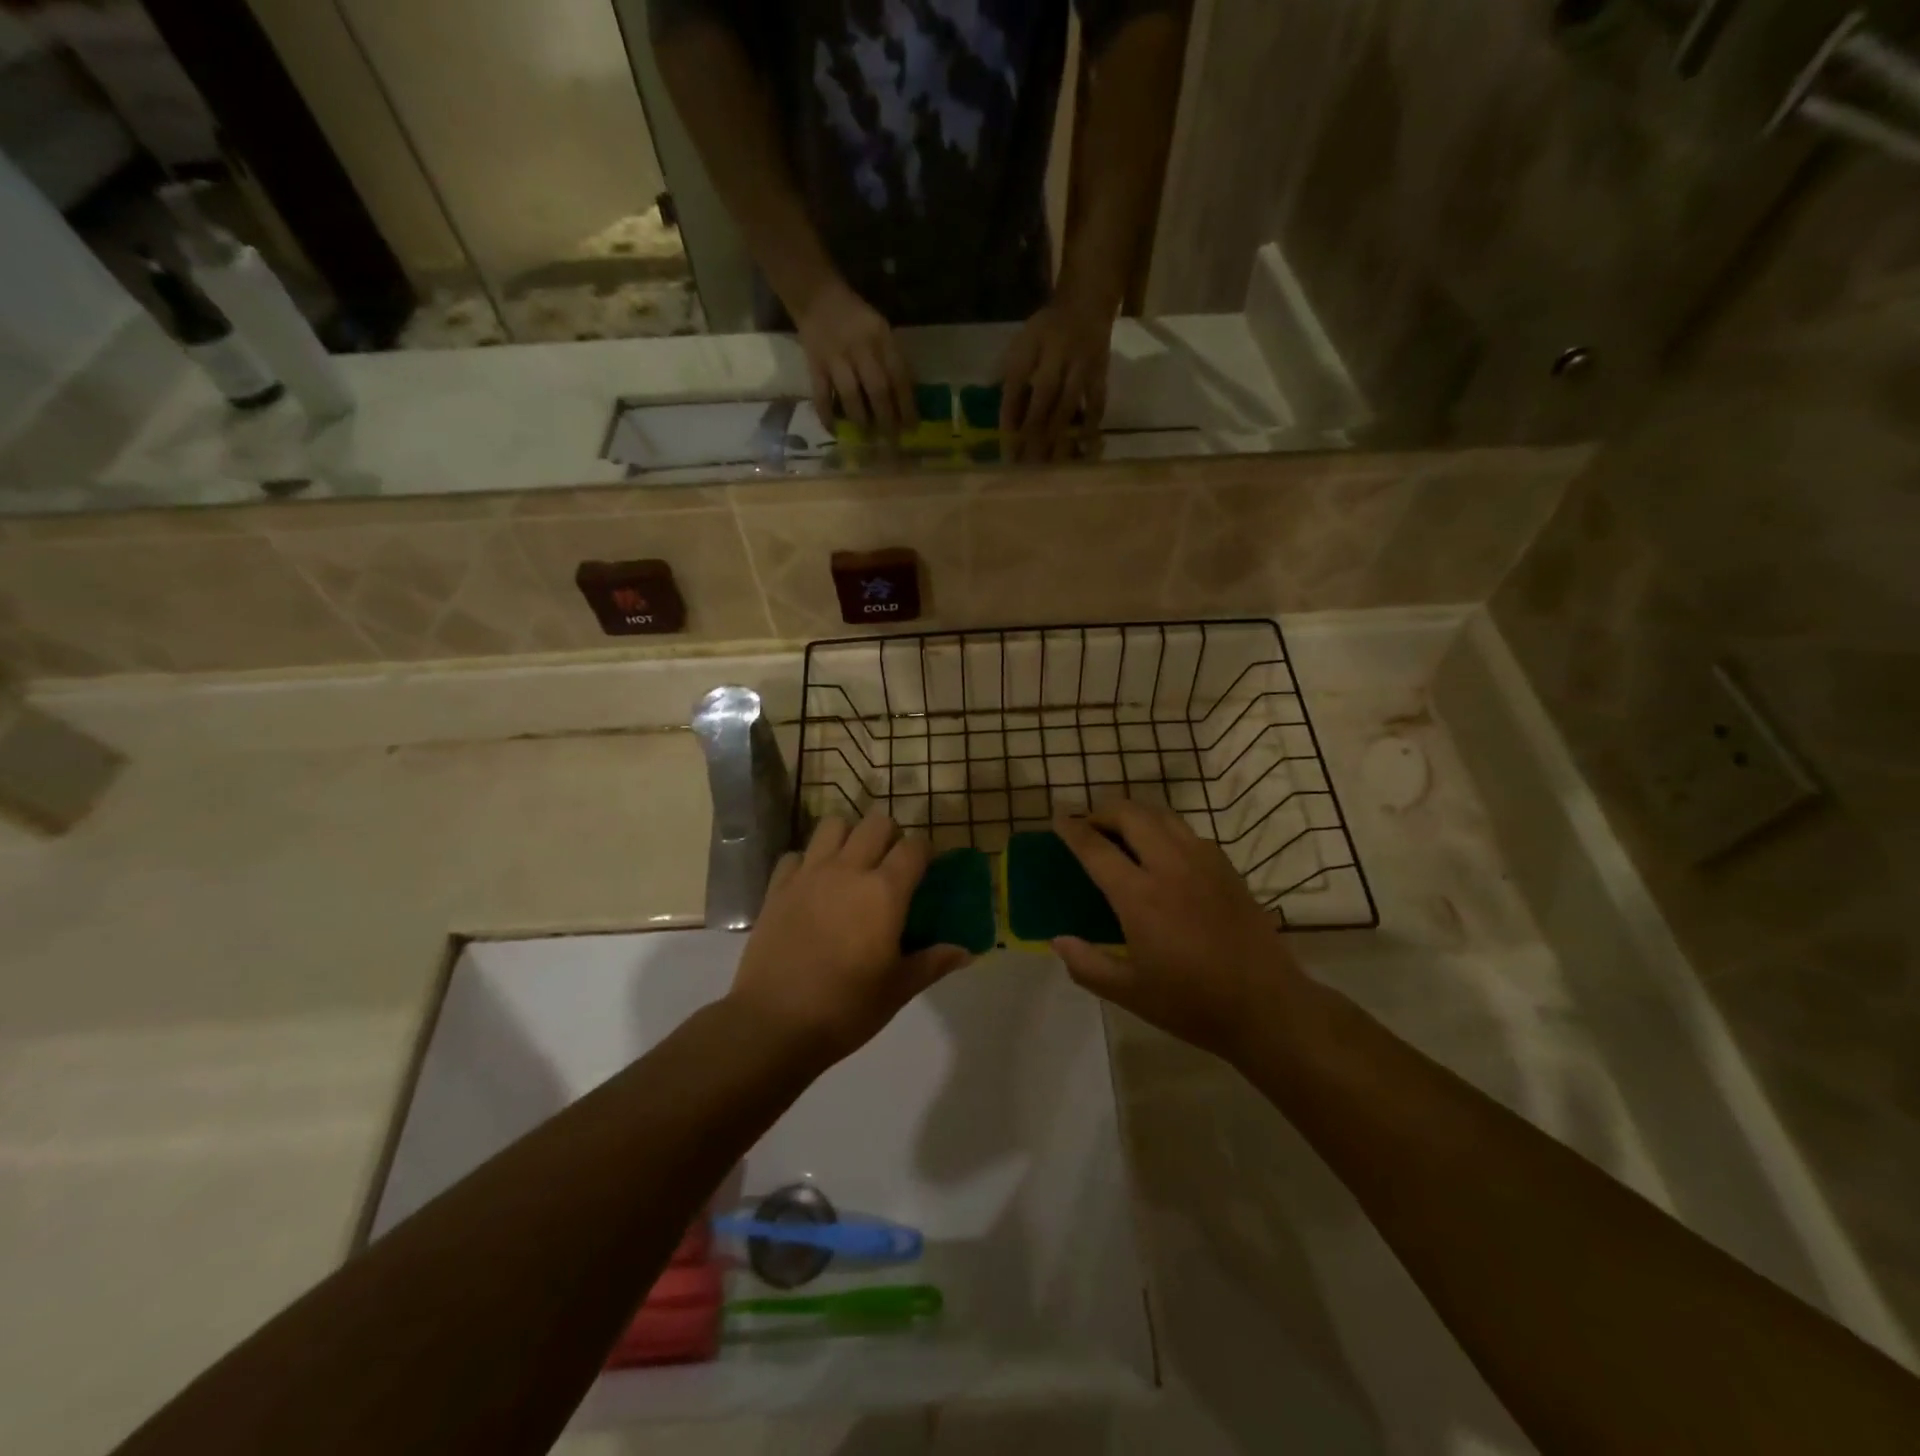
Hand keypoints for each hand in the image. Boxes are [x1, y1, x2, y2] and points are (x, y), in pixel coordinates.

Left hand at [728, 812, 969, 1062]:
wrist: (774, 1024)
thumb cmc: (846, 1008)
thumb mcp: (899, 989)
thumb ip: (933, 962)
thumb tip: (965, 952)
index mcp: (885, 891)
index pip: (914, 847)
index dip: (925, 852)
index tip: (927, 870)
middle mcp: (848, 870)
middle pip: (876, 823)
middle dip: (890, 836)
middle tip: (890, 866)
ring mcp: (809, 874)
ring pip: (833, 825)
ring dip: (848, 837)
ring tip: (851, 865)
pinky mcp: (777, 887)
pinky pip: (796, 855)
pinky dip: (808, 861)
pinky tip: (812, 886)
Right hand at [794, 277, 917, 437]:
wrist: (816, 295)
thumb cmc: (856, 318)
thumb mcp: (881, 330)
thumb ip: (892, 360)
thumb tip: (905, 400)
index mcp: (881, 338)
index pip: (899, 377)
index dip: (907, 405)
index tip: (912, 428)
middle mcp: (861, 348)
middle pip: (877, 390)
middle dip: (887, 419)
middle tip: (892, 441)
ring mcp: (836, 357)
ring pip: (851, 395)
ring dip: (861, 420)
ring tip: (867, 437)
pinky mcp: (815, 364)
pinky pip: (821, 395)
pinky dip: (826, 415)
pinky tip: (834, 431)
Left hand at [999, 283, 1114, 461]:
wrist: (1086, 305)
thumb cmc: (1046, 331)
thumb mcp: (1022, 341)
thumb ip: (1008, 372)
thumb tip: (995, 410)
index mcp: (1032, 344)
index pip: (1016, 381)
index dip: (1009, 412)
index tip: (1004, 441)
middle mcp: (1058, 353)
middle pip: (1044, 396)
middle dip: (1032, 430)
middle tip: (1024, 462)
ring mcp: (1082, 364)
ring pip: (1069, 404)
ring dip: (1057, 435)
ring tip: (1048, 463)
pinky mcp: (1100, 374)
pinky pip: (1096, 405)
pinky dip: (1090, 428)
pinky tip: (1083, 450)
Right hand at [1051, 801, 1306, 1062]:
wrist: (1267, 1007)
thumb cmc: (1193, 1003)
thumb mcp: (1130, 993)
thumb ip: (1087, 965)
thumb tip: (1058, 940)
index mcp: (1140, 897)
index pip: (1096, 848)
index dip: (1071, 828)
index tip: (1057, 816)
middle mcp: (1170, 867)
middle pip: (1131, 815)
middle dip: (1103, 810)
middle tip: (1088, 824)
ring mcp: (1203, 863)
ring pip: (1162, 816)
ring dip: (1135, 814)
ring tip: (1121, 830)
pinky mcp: (1227, 868)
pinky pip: (1188, 832)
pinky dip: (1164, 828)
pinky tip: (1162, 850)